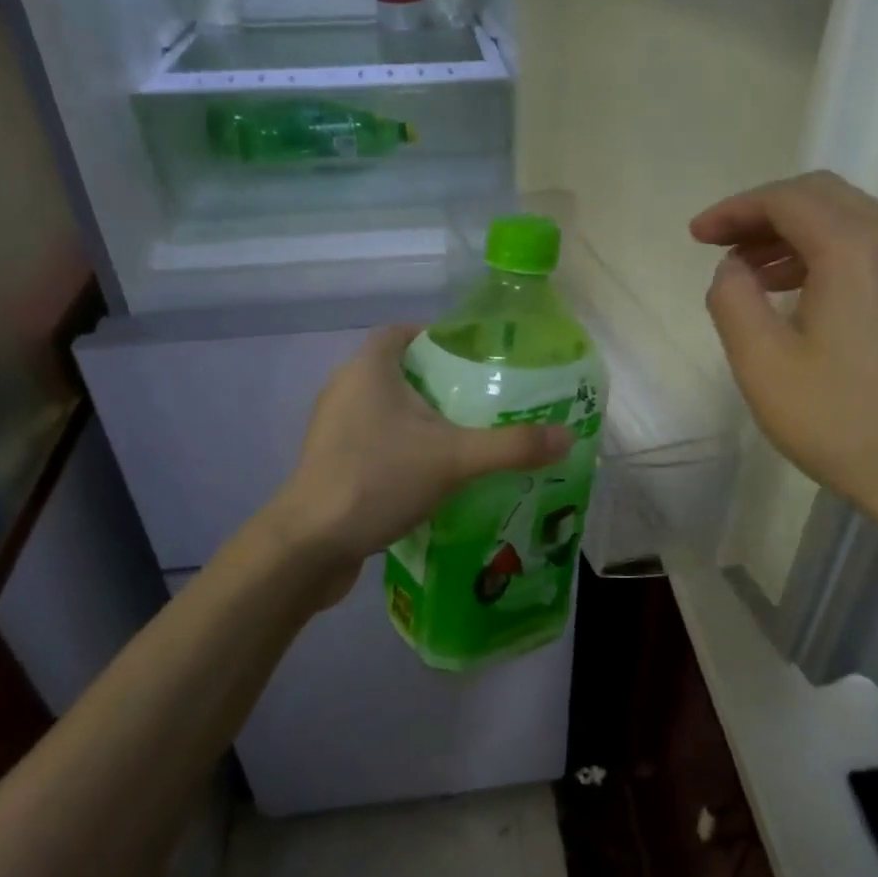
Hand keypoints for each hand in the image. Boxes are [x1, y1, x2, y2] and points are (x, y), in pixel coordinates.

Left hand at [262, 325, 573, 593]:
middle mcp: (344, 388)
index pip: (403, 332)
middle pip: (398, 371)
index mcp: (368, 368)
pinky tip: (430, 476)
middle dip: (438, 384)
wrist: (310, 544)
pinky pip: (374, 442)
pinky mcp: (330, 463)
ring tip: (464, 439)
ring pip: (385, 410)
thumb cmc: (378, 479)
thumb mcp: (454, 459)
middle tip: (483, 402)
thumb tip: (567, 436)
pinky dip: (402, 449)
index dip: (437, 337)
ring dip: (419, 420)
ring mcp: (333, 428)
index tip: (475, 357)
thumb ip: (512, 446)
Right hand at [691, 171, 877, 535]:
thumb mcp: (762, 364)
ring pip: (850, 219)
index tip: (697, 235)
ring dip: (795, 233)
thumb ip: (732, 300)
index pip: (786, 199)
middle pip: (821, 197)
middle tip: (720, 245)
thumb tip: (733, 268)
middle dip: (763, 213)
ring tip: (751, 272)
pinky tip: (801, 291)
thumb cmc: (838, 420)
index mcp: (854, 248)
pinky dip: (827, 252)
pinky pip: (873, 247)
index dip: (734, 209)